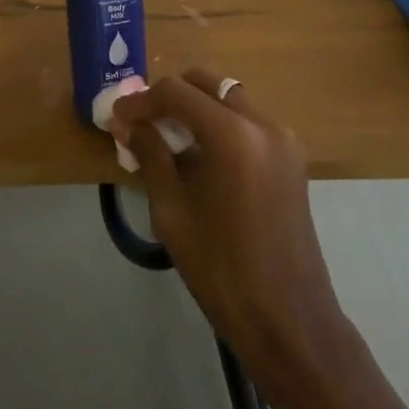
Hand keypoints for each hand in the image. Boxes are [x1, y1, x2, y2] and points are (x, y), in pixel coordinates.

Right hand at [110, 69, 356, 403]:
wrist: (290, 323)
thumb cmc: (223, 271)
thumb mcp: (173, 213)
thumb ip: (150, 156)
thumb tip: (128, 124)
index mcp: (233, 135)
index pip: (176, 93)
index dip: (141, 101)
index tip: (117, 117)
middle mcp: (262, 123)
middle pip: (206, 84)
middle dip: (170, 96)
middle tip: (142, 122)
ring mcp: (282, 138)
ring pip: (228, 99)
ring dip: (195, 108)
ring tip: (167, 139)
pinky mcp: (291, 157)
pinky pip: (247, 121)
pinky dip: (219, 124)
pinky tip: (199, 155)